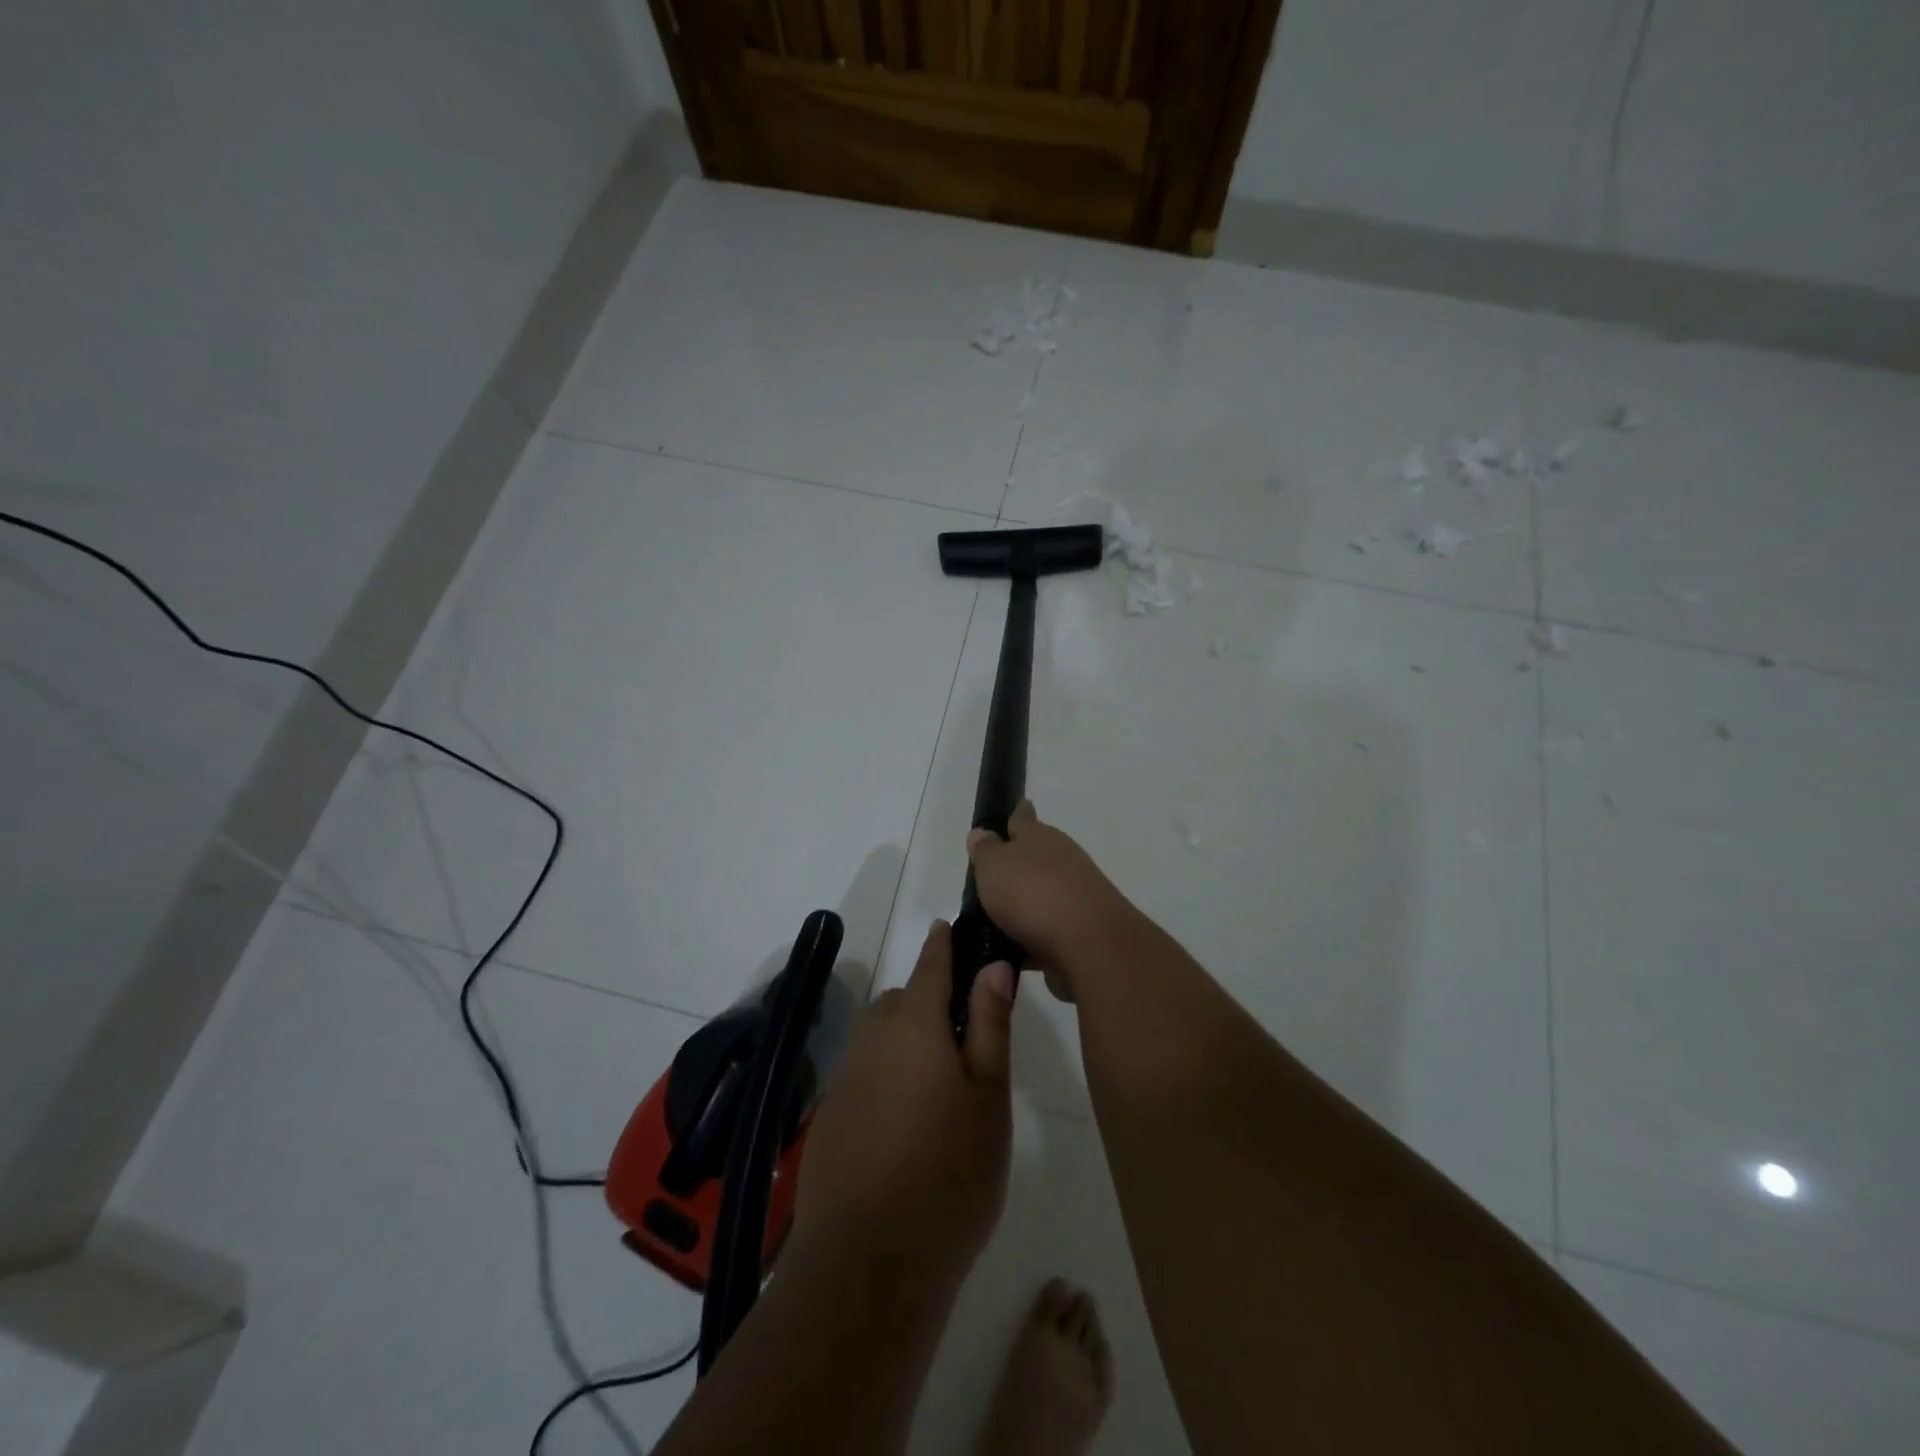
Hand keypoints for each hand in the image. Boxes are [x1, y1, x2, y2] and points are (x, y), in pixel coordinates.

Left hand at [792, 922, 1013, 1282]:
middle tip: (964, 1038)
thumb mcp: (988, 1096)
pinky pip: (864, 1071)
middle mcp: (873, 1038)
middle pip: (902, 999)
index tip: (951, 928)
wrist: (869, 1263)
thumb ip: (990, 1025)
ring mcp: (846, 1077)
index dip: (943, 944)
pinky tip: (905, 1120)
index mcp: (915, 1024)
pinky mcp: (830, 1115)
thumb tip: (994, 965)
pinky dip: (885, 1074)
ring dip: (906, 1039)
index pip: (931, 965)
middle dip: (928, 1001)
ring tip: (938, 1083)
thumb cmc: (950, 1173)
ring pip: (880, 1036)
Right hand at [967, 801, 1132, 993]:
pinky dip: (1035, 936)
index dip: (1017, 814)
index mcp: (1039, 836)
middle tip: (993, 878)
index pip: (1024, 817)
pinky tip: (1016, 950)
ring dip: (1027, 904)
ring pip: (1045, 893)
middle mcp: (1062, 859)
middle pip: (1038, 856)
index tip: (1016, 809)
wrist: (1089, 942)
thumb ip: (985, 850)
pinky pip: (1050, 929)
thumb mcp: (994, 865)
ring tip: (997, 920)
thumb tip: (982, 833)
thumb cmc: (1032, 892)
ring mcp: (1076, 894)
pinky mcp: (1082, 929)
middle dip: (1020, 865)